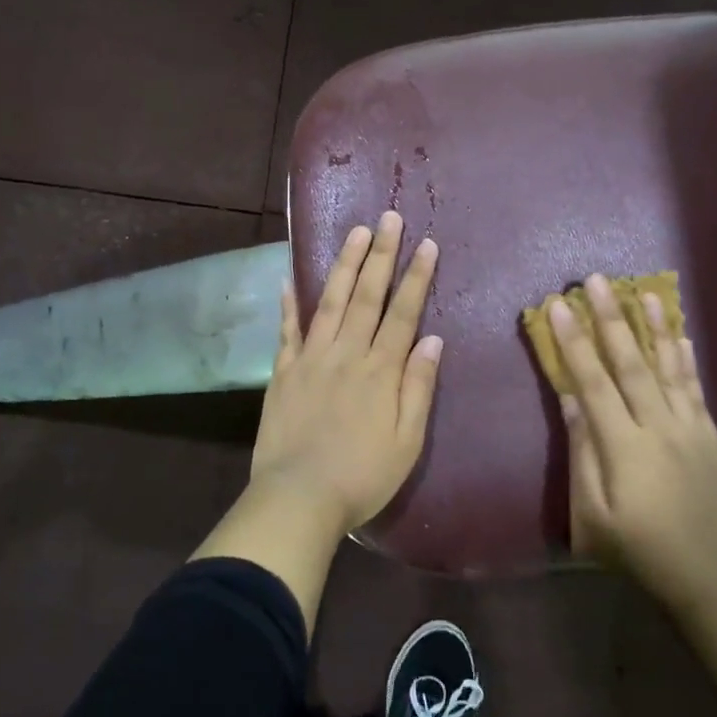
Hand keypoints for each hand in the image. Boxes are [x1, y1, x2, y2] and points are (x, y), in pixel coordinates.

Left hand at [250, 211, 442, 533]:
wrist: (299, 497)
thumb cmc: (362, 477)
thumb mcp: (407, 442)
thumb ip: (418, 387)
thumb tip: (432, 338)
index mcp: (380, 371)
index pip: (403, 313)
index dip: (415, 277)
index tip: (426, 244)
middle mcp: (347, 353)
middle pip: (367, 296)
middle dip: (381, 255)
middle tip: (389, 218)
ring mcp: (311, 358)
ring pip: (331, 301)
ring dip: (345, 264)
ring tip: (356, 232)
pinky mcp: (284, 371)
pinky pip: (287, 330)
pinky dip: (289, 303)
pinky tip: (290, 277)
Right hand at [552, 274, 716, 616]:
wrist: (710, 580)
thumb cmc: (637, 550)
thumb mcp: (592, 514)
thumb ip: (582, 453)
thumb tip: (570, 399)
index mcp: (623, 447)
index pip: (592, 381)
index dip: (574, 341)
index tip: (559, 305)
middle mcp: (658, 428)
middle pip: (630, 363)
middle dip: (611, 318)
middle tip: (596, 280)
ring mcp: (691, 430)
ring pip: (669, 367)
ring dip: (654, 326)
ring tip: (643, 290)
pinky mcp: (711, 437)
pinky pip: (696, 389)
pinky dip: (686, 359)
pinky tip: (681, 334)